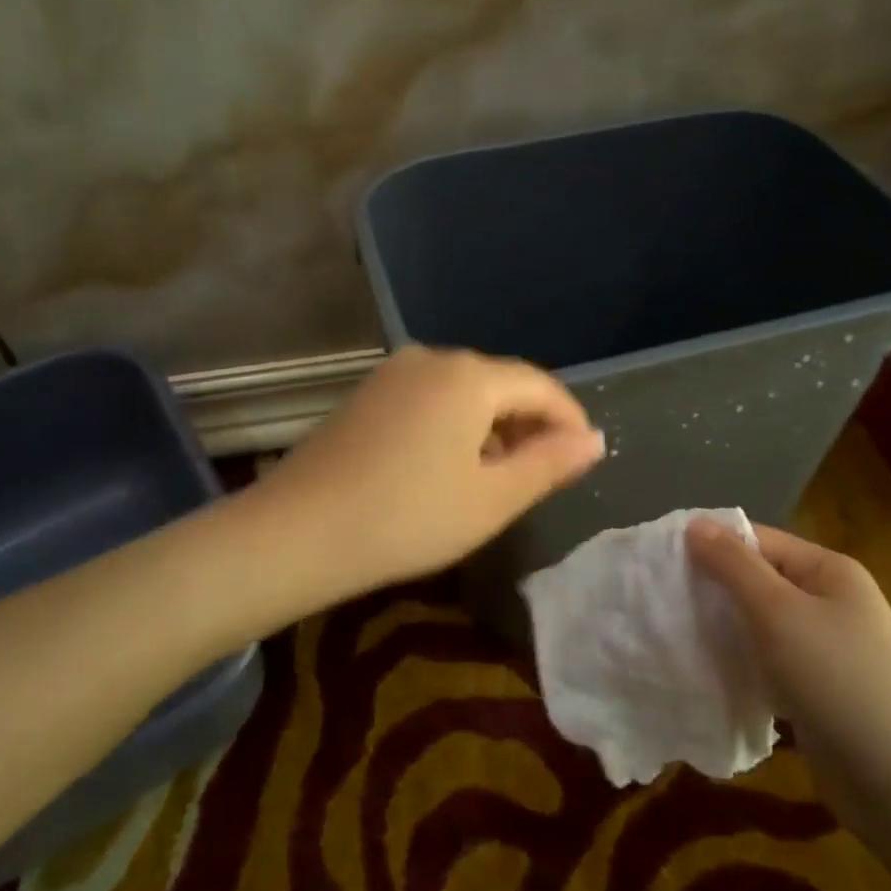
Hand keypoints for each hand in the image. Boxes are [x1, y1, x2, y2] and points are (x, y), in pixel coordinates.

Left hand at [254, 346, 604, 595]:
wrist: (296, 532)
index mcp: (470, 376)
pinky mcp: (366, 394)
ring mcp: (393, 373)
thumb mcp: (492, 498)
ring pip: (464, 391)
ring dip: (492, 426)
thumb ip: (550, 463)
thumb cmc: (408, 518)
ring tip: (500, 475)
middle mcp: (432, 358)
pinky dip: (455, 425)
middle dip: (530, 423)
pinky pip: (429, 399)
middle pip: (501, 383)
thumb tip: (594, 439)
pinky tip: (448, 465)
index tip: (584, 457)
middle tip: (544, 472)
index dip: (570, 420)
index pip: (541, 386)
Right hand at [687, 521, 890, 827]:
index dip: (712, 545)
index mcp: (829, 572)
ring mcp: (827, 648)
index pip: (759, 541)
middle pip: (759, 581)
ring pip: (760, 625)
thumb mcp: (778, 612)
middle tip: (662, 599)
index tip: (661, 560)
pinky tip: (708, 671)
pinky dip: (741, 663)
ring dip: (724, 628)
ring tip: (675, 633)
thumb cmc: (837, 679)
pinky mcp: (817, 689)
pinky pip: (769, 662)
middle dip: (714, 589)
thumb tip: (696, 523)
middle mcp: (830, 602)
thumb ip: (734, 566)